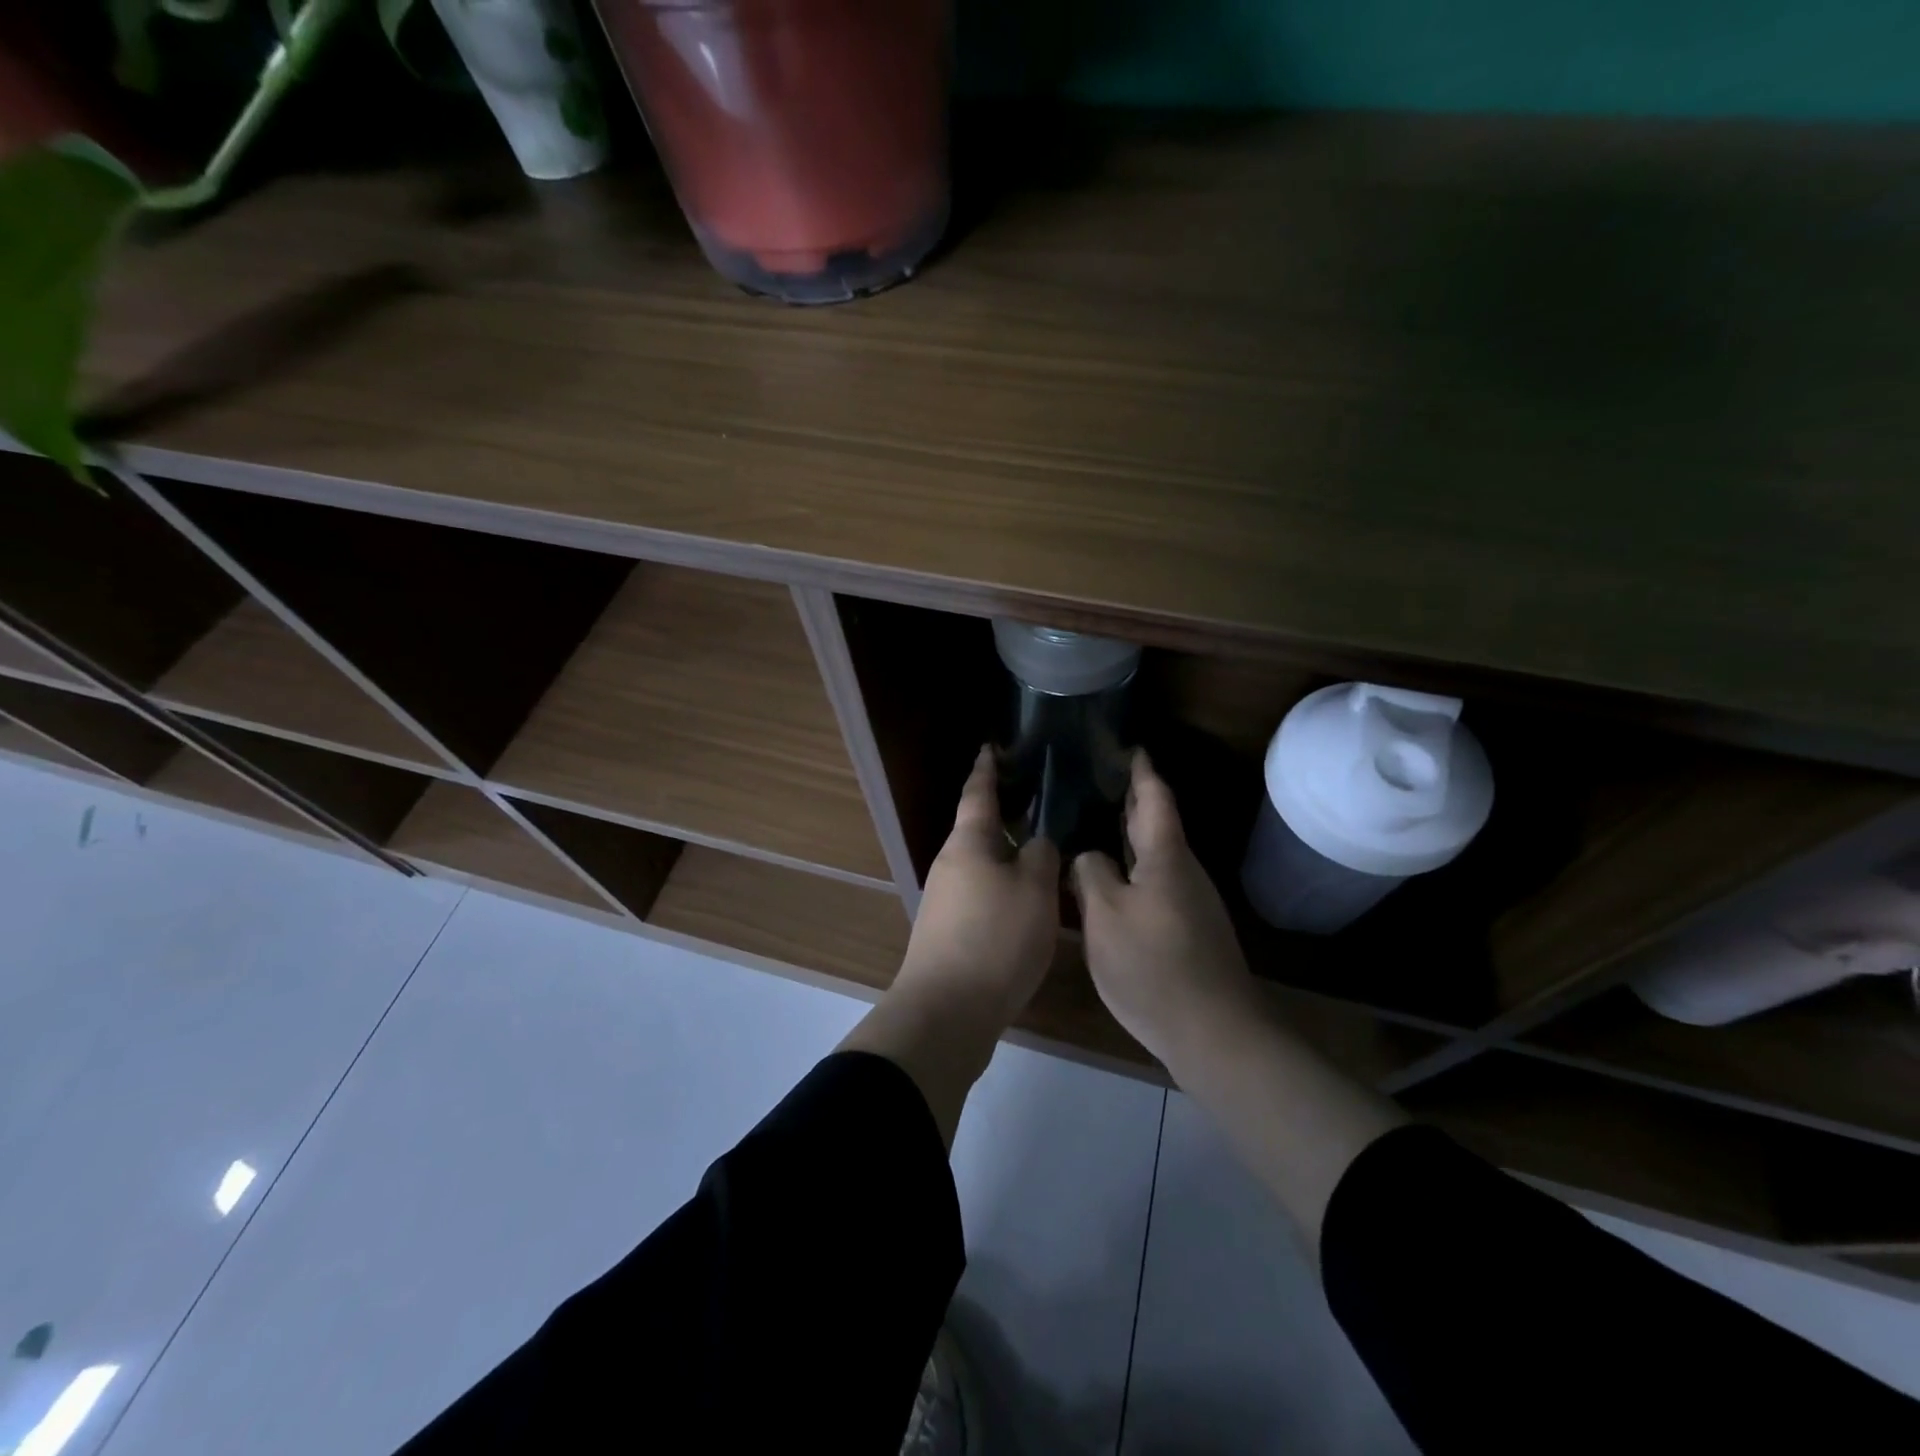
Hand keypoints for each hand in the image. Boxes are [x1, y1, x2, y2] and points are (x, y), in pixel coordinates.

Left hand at [894, 746, 1060, 1027]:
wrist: (947, 1011)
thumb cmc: (995, 939)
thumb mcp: (1034, 892)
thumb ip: (1040, 857)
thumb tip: (1035, 843)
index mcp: (968, 844)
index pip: (978, 794)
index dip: (987, 769)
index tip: (990, 747)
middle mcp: (949, 865)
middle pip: (978, 832)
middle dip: (1004, 818)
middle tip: (1037, 805)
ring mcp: (944, 901)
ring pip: (981, 867)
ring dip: (1006, 858)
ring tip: (1040, 856)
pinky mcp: (946, 933)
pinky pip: (980, 897)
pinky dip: (1002, 890)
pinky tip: (1025, 905)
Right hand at [1072, 750, 1258, 1065]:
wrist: (1214, 1031)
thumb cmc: (1153, 965)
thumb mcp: (1105, 915)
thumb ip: (1091, 874)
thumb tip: (1088, 856)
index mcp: (1166, 856)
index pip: (1155, 797)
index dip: (1141, 770)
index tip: (1128, 746)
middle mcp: (1184, 870)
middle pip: (1157, 823)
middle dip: (1132, 799)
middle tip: (1098, 781)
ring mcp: (1191, 901)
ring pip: (1156, 855)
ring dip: (1130, 836)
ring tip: (1095, 825)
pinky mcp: (1190, 929)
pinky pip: (1156, 882)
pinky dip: (1134, 868)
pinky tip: (1111, 881)